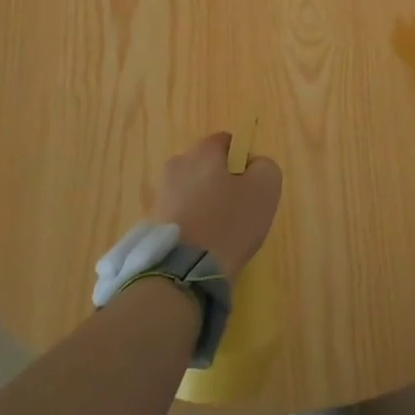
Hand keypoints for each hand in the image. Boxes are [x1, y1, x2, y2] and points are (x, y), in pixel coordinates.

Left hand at [150, 133, 281, 279]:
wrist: (181, 273)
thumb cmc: (228, 223)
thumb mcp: (265, 189)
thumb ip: (265, 167)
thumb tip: (253, 165)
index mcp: (202, 152)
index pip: (226, 142)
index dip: (242, 160)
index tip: (250, 186)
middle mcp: (175, 166)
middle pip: (205, 167)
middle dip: (220, 183)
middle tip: (236, 211)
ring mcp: (159, 196)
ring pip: (189, 193)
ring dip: (203, 206)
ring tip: (217, 235)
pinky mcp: (149, 225)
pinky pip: (177, 217)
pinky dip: (189, 227)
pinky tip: (200, 247)